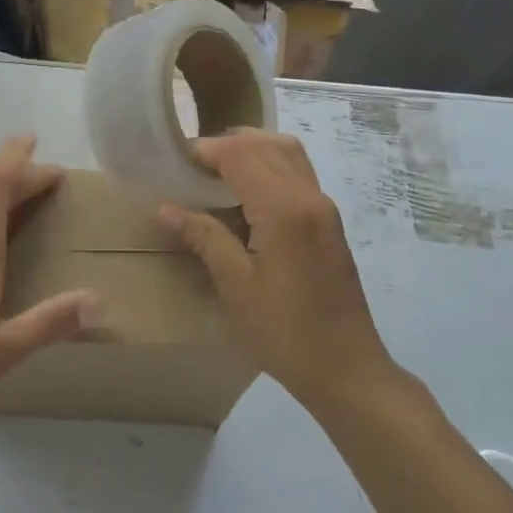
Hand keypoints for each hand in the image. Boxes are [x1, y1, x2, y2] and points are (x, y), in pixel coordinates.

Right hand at [158, 131, 394, 406]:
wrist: (346, 368)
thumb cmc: (284, 331)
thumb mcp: (236, 286)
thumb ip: (204, 237)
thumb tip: (166, 208)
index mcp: (284, 208)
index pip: (241, 154)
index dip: (207, 150)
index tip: (177, 162)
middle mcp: (309, 196)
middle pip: (267, 145)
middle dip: (228, 145)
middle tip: (194, 167)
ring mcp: (324, 208)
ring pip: (288, 154)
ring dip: (253, 152)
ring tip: (218, 175)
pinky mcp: (329, 224)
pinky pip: (298, 175)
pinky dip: (270, 168)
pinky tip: (245, 197)